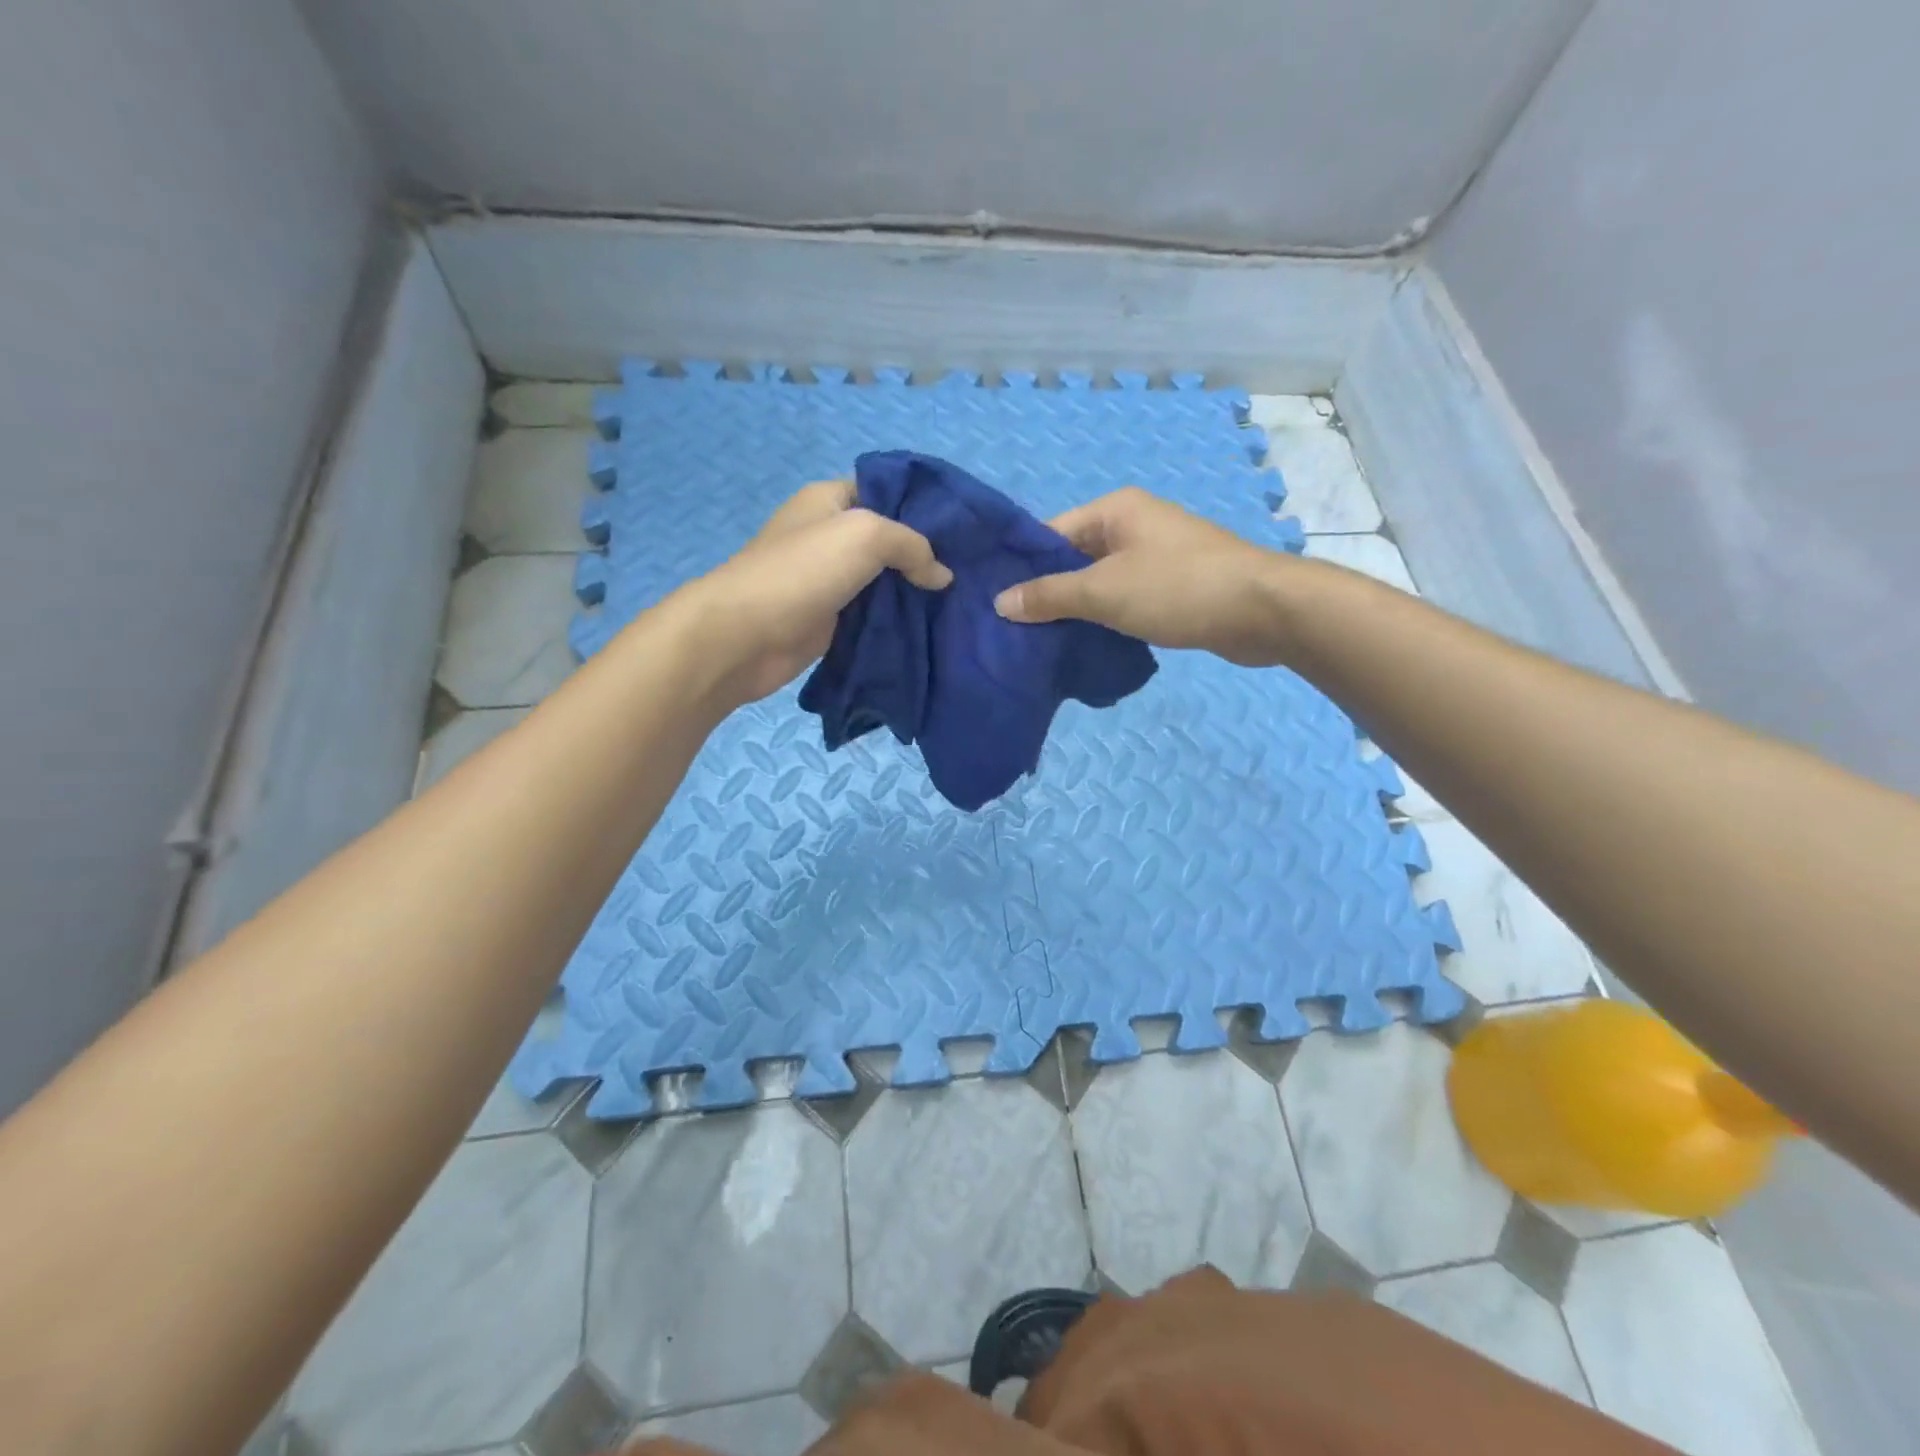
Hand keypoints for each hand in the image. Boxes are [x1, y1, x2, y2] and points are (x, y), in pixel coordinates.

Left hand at [676, 479, 951, 705]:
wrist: (745, 636)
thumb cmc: (802, 572)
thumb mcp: (865, 535)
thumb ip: (912, 546)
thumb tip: (942, 576)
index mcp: (830, 501)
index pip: (887, 491)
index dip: (923, 507)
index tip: (964, 530)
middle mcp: (829, 536)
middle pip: (889, 541)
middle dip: (925, 556)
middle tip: (970, 573)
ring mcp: (829, 581)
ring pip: (884, 582)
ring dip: (914, 593)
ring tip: (959, 603)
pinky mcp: (830, 620)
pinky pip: (873, 615)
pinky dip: (897, 621)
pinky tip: (930, 628)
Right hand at [993, 487, 1295, 665]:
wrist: (1262, 610)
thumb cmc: (1177, 588)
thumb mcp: (1104, 592)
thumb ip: (1050, 596)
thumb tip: (1000, 602)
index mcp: (1114, 510)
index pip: (1051, 533)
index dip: (1022, 567)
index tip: (995, 602)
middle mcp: (1134, 525)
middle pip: (1074, 558)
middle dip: (1048, 593)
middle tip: (1014, 630)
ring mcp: (1156, 556)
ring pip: (1100, 582)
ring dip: (1077, 610)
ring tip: (1041, 643)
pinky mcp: (1174, 586)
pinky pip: (1125, 599)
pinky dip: (1106, 618)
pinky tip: (1086, 645)